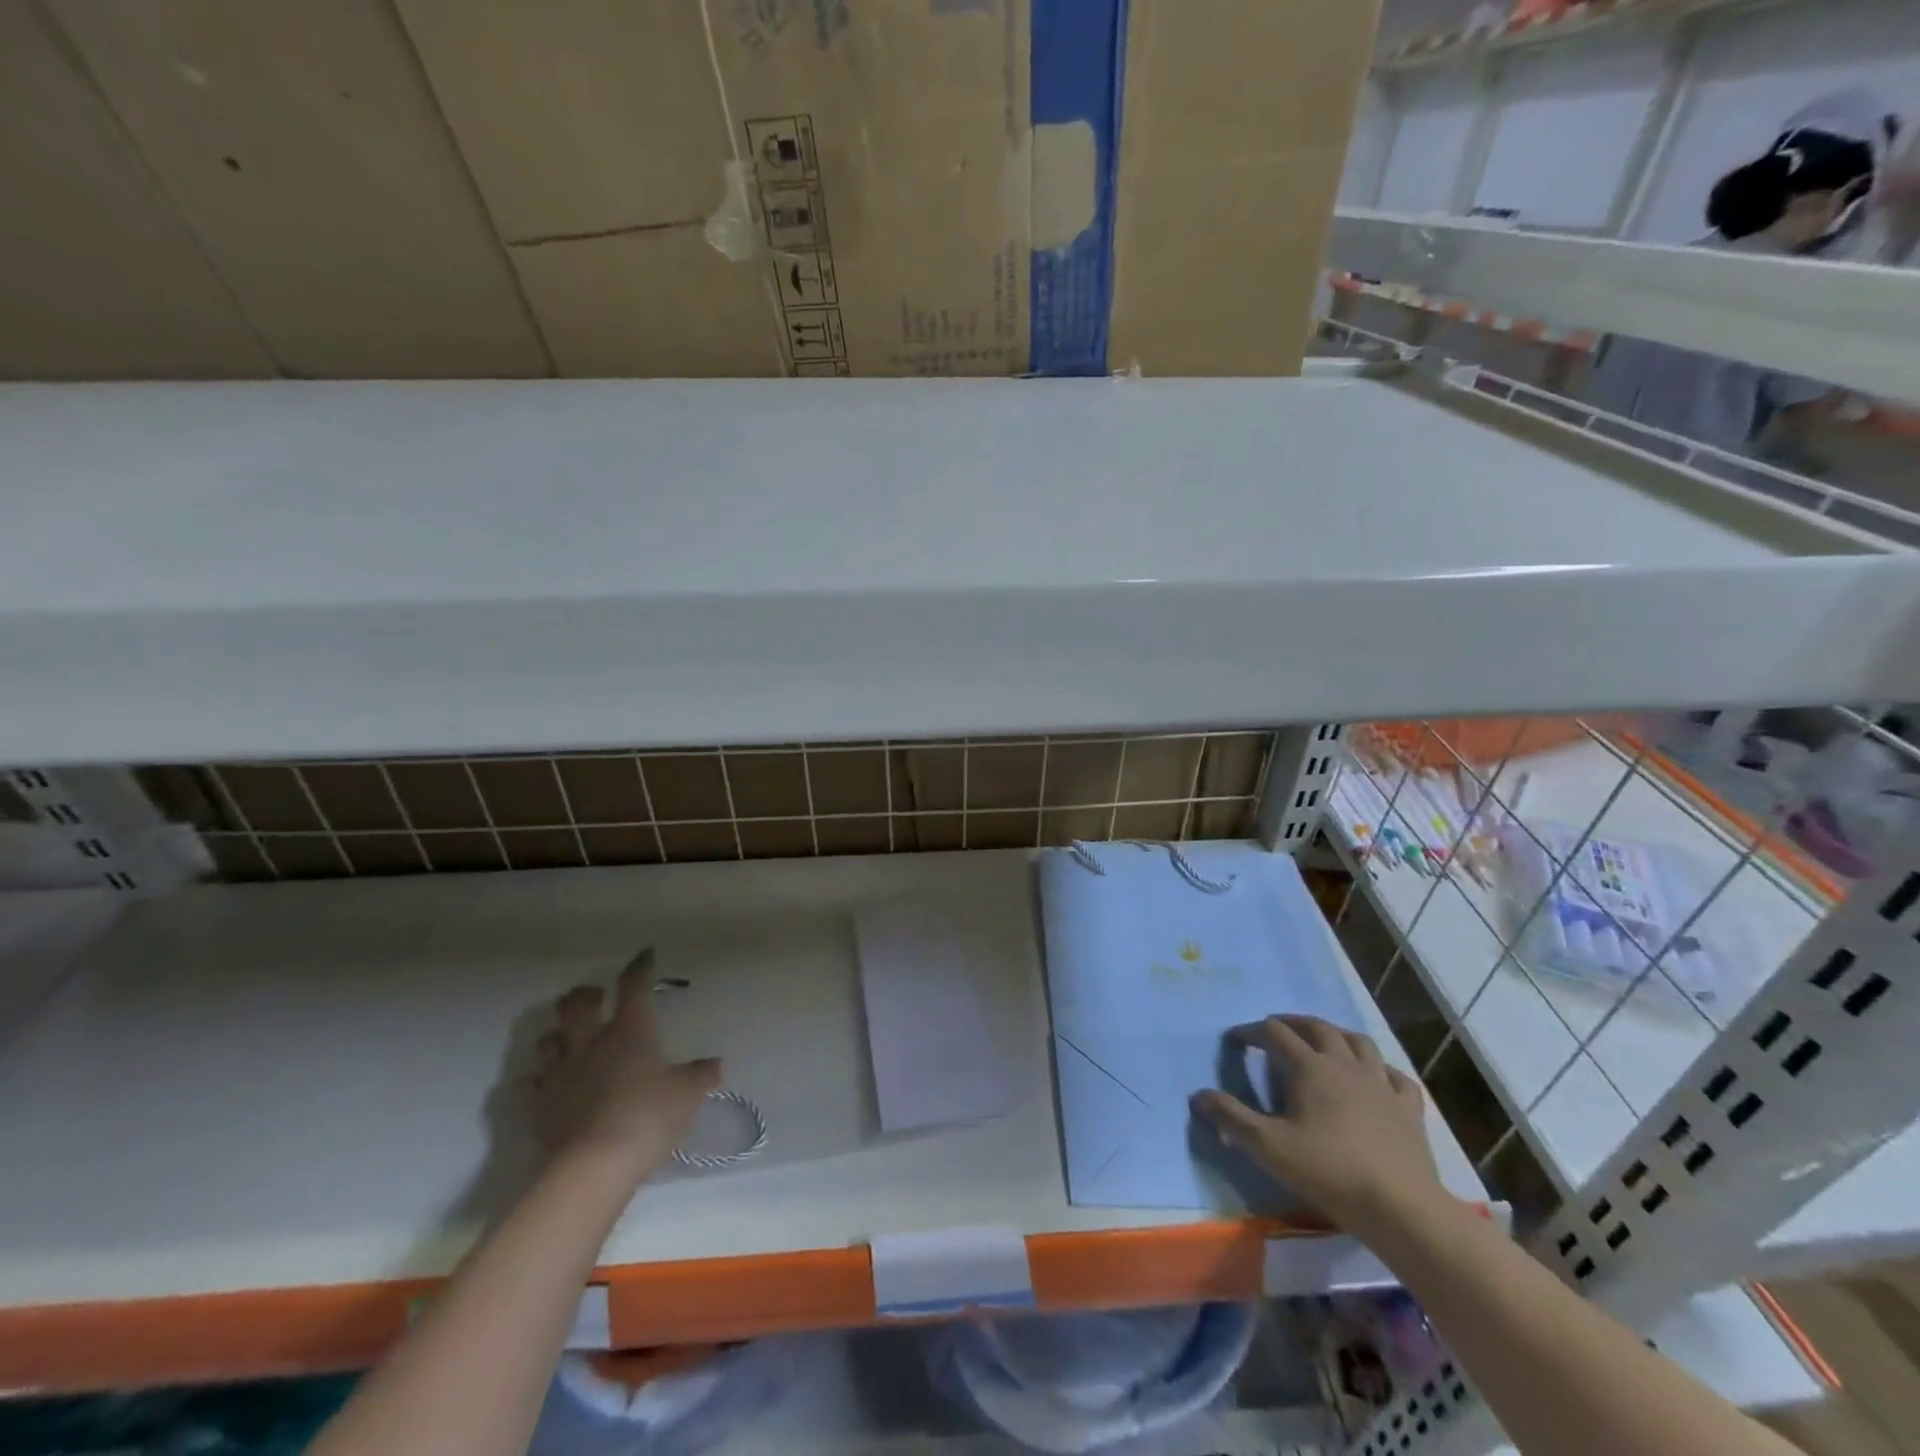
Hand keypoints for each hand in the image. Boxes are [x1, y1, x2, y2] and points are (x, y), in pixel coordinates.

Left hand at [530, 948, 720, 1175]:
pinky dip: (540, 1080)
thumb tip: (715, 1064)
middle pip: (576, 1004)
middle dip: (585, 995)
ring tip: (568, 1040)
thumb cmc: (648, 1117)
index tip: (644, 955)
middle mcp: (590, 1042)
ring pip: (547, 1040)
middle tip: (595, 997)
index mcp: (629, 1030)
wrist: (592, 1166)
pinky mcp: (539, 1106)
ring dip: (557, 1035)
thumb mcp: (687, 1095)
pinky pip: (532, 1084)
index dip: (639, 967)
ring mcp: (560, 1073)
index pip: (633, 986)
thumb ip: (700, 1075)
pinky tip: (549, 1085)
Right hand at [1191, 1015, 1450, 1237]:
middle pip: (1316, 1027)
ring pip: (1357, 1042)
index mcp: (1310, 1067)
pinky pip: (1394, 1075)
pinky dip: (1379, 1068)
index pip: (1274, 1033)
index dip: (1252, 1032)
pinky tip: (1375, 1077)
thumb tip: (1198, 1095)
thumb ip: (1231, 1118)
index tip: (1235, 1040)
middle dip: (1292, 1023)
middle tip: (1275, 1029)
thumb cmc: (1329, 1172)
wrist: (1402, 1209)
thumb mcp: (1268, 1147)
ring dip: (1335, 1035)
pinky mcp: (1408, 1108)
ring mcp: (1380, 1083)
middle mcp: (1344, 1064)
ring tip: (1323, 1042)